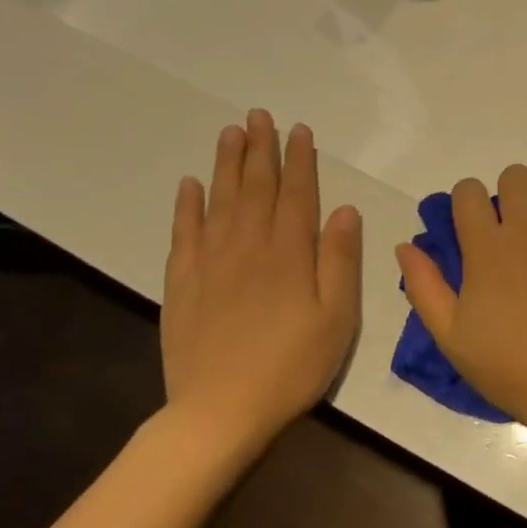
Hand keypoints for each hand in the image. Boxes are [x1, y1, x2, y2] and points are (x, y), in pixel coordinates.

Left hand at [161, 111, 361, 459]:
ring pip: (219, 200)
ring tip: (231, 132)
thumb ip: (340, 260)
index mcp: (289, 254)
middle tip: (259, 115)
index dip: (300, 160)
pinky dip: (186, 205)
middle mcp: (248, 246)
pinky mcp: (182, 283)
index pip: (296, 194)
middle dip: (261, 149)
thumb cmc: (292, 367)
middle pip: (255, 187)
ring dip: (226, 164)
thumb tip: (344, 210)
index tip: (299, 130)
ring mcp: (210, 263)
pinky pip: (183, 233)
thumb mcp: (337, 318)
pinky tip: (190, 184)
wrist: (220, 412)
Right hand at [397, 159, 526, 438]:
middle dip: (507, 194)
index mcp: (486, 249)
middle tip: (514, 227)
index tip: (475, 228)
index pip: (468, 192)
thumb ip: (424, 288)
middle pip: (512, 176)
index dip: (467, 204)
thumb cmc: (516, 370)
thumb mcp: (453, 339)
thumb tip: (405, 246)